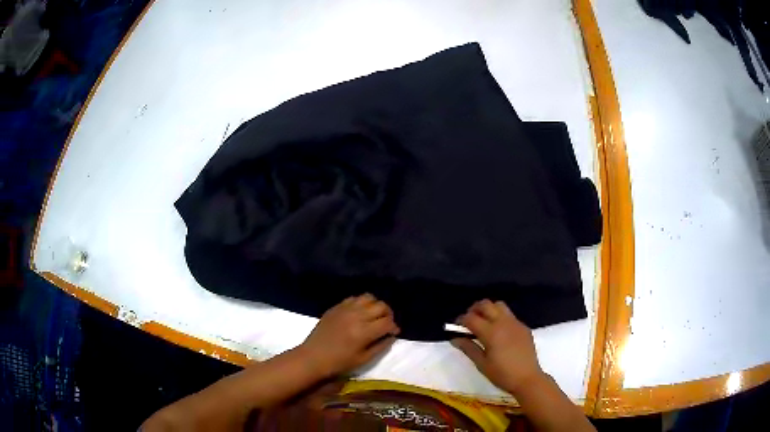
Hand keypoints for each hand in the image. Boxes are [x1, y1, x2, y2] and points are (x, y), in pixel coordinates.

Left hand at [300, 294, 399, 377]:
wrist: (313, 357)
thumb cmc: (339, 362)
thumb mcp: (364, 359)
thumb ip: (380, 346)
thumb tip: (392, 336)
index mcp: (364, 332)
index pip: (387, 322)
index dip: (394, 327)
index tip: (394, 332)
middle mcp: (357, 316)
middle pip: (381, 306)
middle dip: (388, 314)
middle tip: (386, 323)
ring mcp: (345, 309)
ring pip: (369, 298)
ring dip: (376, 306)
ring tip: (375, 315)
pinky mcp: (336, 307)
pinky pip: (354, 298)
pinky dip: (362, 303)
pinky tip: (360, 312)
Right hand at [451, 299, 545, 394]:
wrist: (528, 378)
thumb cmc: (502, 374)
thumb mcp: (482, 364)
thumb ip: (468, 348)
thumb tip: (454, 338)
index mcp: (491, 332)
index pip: (471, 318)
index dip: (461, 320)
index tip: (455, 326)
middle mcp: (503, 322)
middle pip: (486, 304)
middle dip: (474, 309)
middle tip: (468, 322)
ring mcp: (515, 323)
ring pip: (499, 305)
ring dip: (488, 310)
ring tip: (483, 323)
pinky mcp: (523, 327)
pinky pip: (509, 315)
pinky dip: (500, 317)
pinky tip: (498, 332)